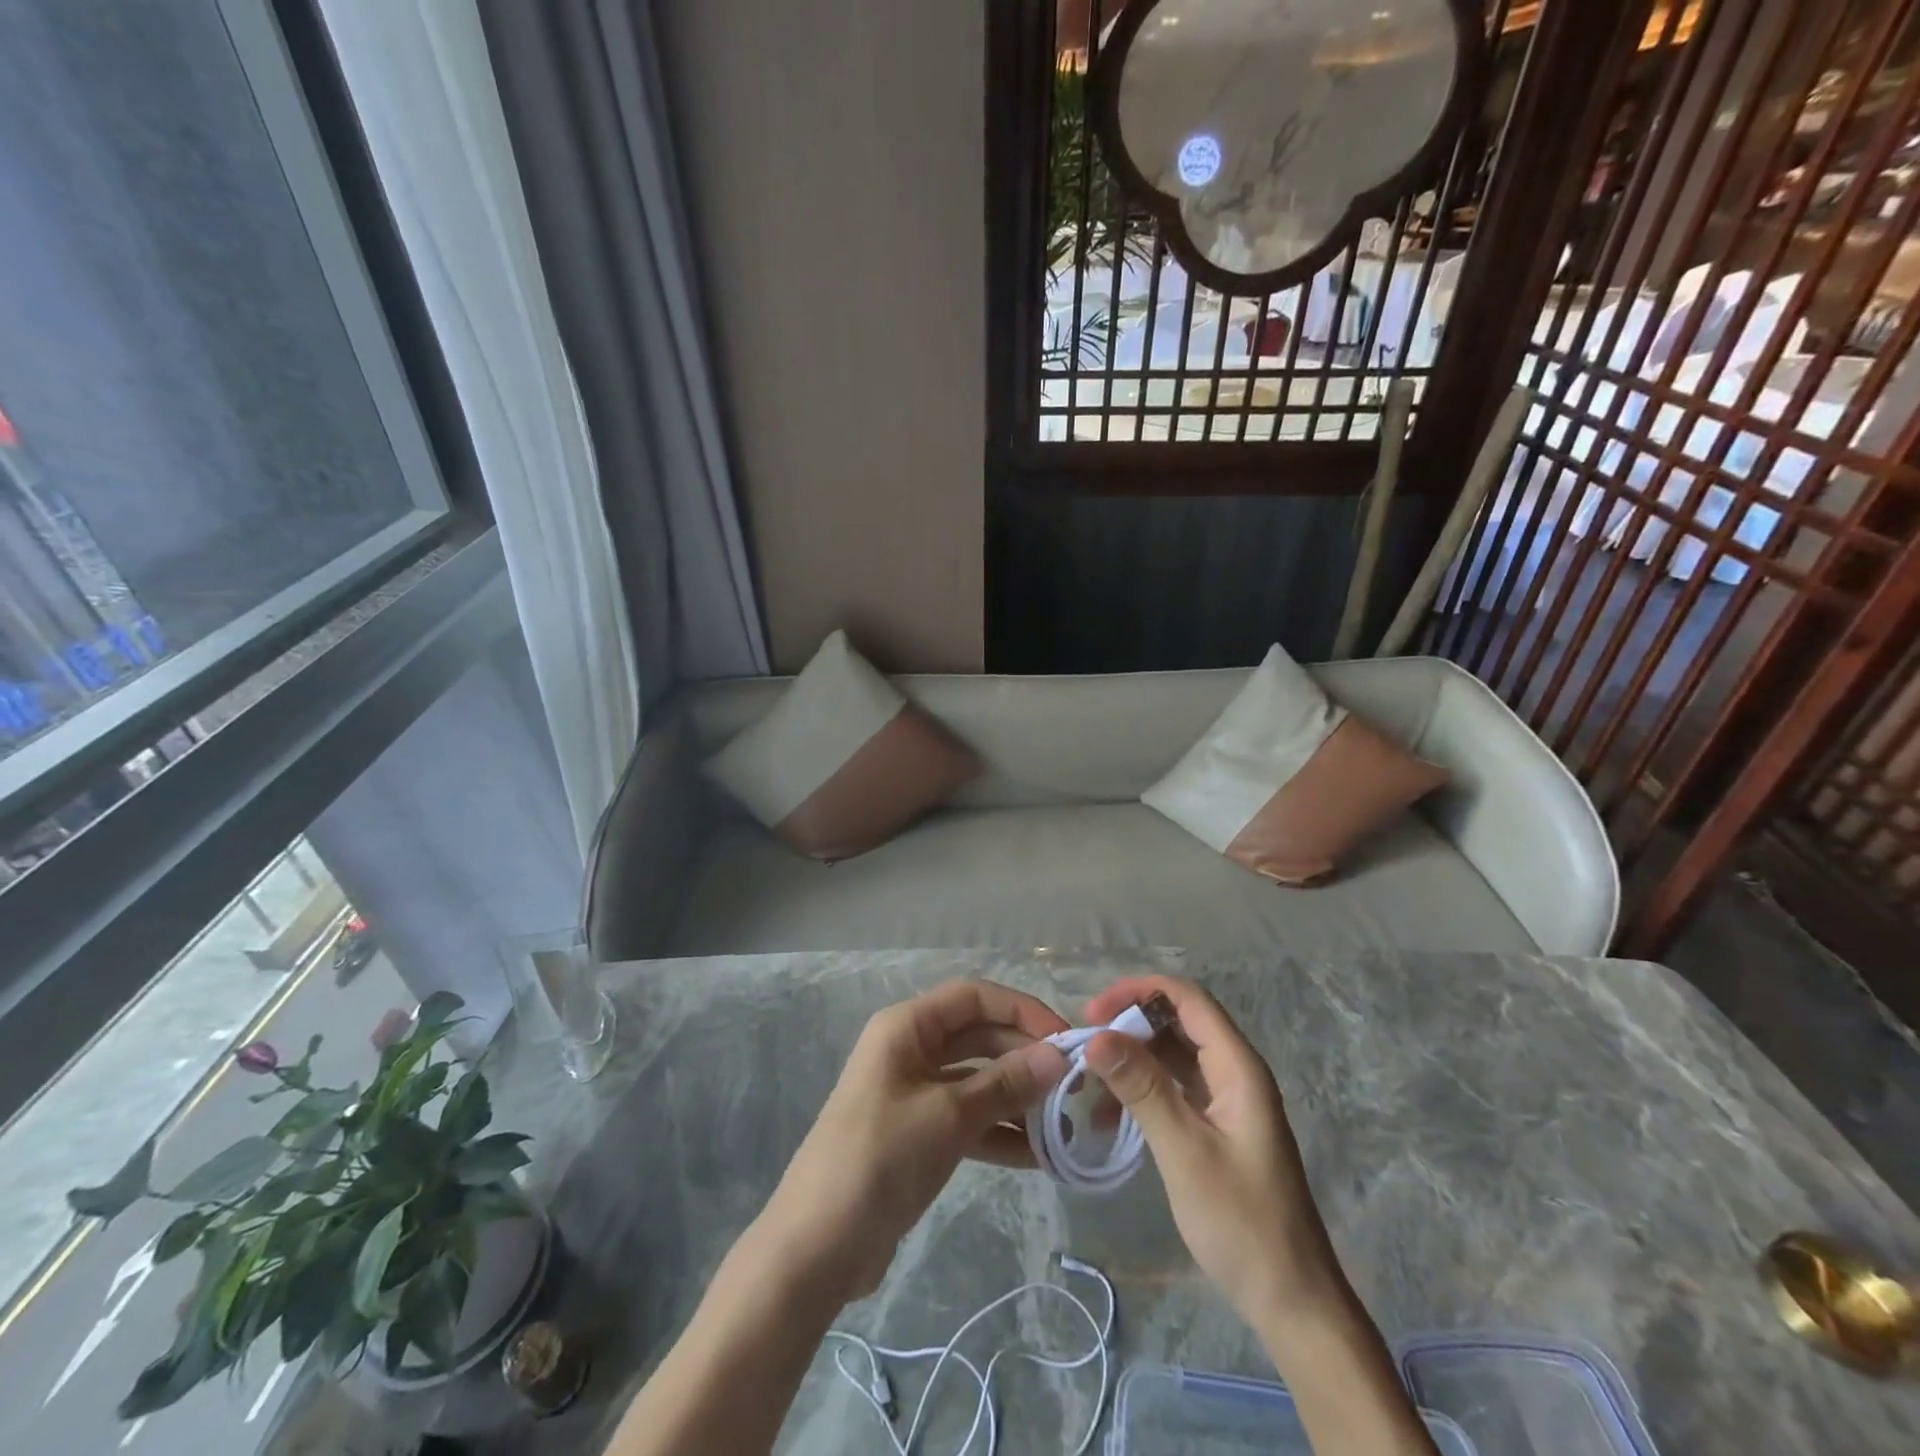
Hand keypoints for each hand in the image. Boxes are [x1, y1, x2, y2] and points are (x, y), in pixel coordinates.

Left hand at [747, 979, 1069, 1305]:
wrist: (819, 1245)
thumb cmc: (881, 1158)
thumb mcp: (949, 1115)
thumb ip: (1005, 1084)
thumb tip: (1057, 1057)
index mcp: (908, 1026)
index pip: (974, 997)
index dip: (1022, 1011)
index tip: (1066, 1039)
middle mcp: (912, 1049)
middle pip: (979, 1037)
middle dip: (1025, 1057)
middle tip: (1074, 1086)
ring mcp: (915, 1093)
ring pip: (978, 1080)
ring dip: (1018, 1098)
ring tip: (1066, 1124)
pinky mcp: (920, 1134)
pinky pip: (969, 1119)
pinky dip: (1000, 1132)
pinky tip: (1040, 1157)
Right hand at [1084, 976, 1339, 1327]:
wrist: (1291, 1300)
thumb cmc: (1241, 1222)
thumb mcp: (1185, 1151)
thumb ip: (1143, 1088)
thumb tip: (1096, 1036)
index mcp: (1238, 1067)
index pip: (1188, 999)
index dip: (1139, 991)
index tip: (1093, 1011)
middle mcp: (1234, 1072)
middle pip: (1177, 1022)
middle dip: (1129, 1025)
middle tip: (1085, 1045)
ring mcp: (1226, 1100)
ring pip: (1172, 1055)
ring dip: (1130, 1061)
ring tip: (1089, 1085)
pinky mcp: (1216, 1125)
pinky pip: (1173, 1087)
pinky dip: (1141, 1091)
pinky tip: (1110, 1118)